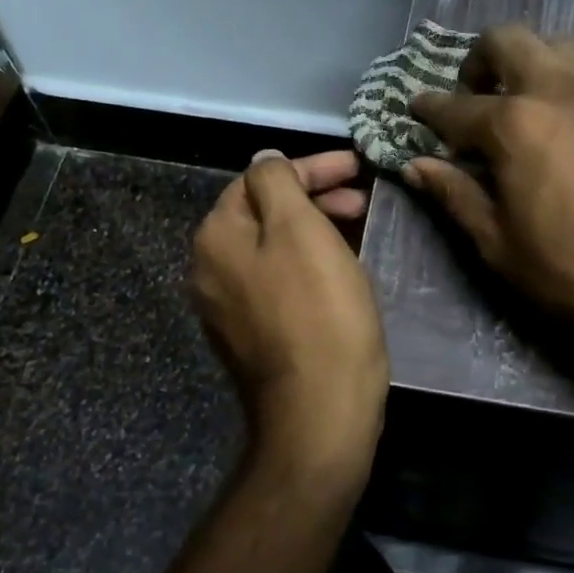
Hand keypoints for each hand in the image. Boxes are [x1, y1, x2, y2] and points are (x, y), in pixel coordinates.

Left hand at [190, 149, 388, 489]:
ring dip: (315, 231)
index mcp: (216, 237)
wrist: (319, 412)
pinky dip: (309, 265)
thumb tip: (265, 160)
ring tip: (359, 231)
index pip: (262, 180)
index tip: (359, 168)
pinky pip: (279, 282)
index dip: (313, 168)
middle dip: (315, 199)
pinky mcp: (251, 337)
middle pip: (265, 214)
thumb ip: (278, 183)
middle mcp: (209, 269)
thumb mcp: (301, 230)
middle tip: (363, 202)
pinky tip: (340, 271)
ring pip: (274, 248)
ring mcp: (227, 308)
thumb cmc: (319, 313)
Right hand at [407, 25, 573, 372]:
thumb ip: (456, 197)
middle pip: (511, 40)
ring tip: (527, 105)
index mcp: (516, 124)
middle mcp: (562, 92)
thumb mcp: (500, 247)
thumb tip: (417, 165)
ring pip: (564, 49)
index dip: (428, 107)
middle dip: (480, 58)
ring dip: (534, 63)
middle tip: (474, 94)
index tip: (415, 106)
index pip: (456, 106)